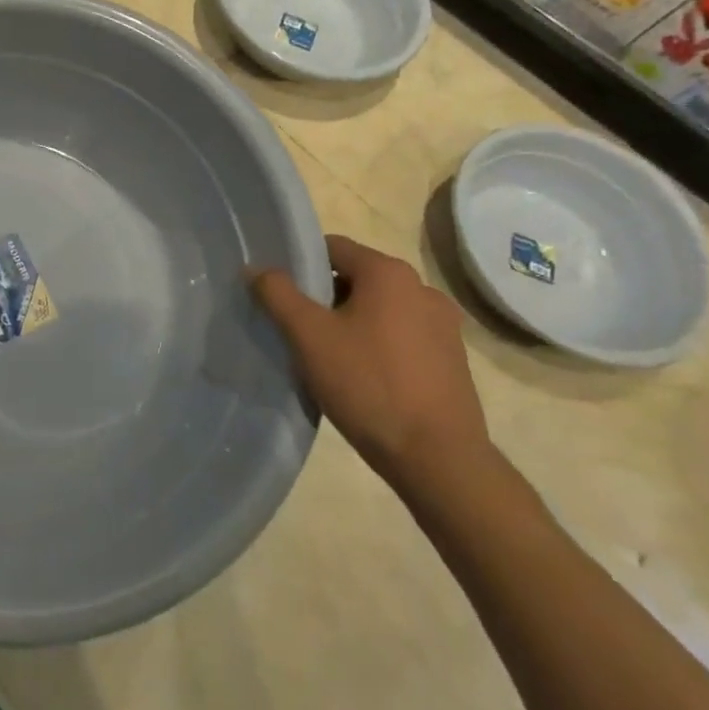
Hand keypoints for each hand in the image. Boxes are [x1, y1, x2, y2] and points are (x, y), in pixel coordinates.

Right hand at [251, 235, 491, 497]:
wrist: (439, 461)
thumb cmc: (368, 385)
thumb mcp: (308, 335)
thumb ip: (277, 293)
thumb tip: (256, 268)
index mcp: (389, 273)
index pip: (332, 248)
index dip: (300, 265)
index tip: (279, 294)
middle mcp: (422, 289)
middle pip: (355, 278)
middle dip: (323, 297)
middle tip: (297, 328)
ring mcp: (443, 326)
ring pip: (378, 309)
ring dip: (350, 322)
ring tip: (327, 356)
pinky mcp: (452, 360)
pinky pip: (400, 336)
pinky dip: (377, 345)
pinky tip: (361, 377)